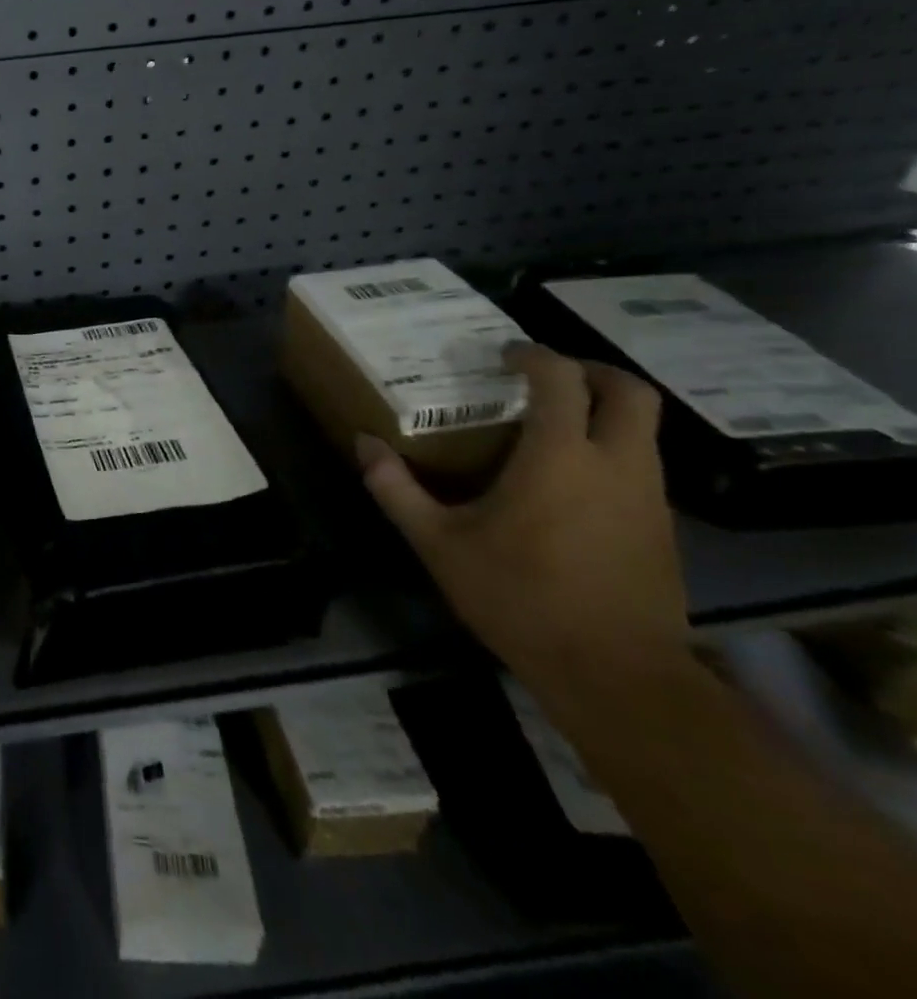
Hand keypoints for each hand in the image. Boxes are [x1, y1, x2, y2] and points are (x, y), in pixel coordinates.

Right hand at [356, 343, 691, 704]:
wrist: (614, 673)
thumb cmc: (518, 596)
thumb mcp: (438, 542)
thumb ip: (396, 488)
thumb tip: (363, 444)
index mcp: (560, 457)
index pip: (561, 380)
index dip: (534, 356)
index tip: (505, 353)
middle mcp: (616, 465)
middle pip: (631, 393)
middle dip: (593, 371)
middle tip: (548, 376)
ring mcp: (649, 498)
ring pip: (643, 431)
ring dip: (605, 413)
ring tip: (553, 426)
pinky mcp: (663, 529)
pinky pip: (642, 467)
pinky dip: (612, 451)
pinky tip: (572, 481)